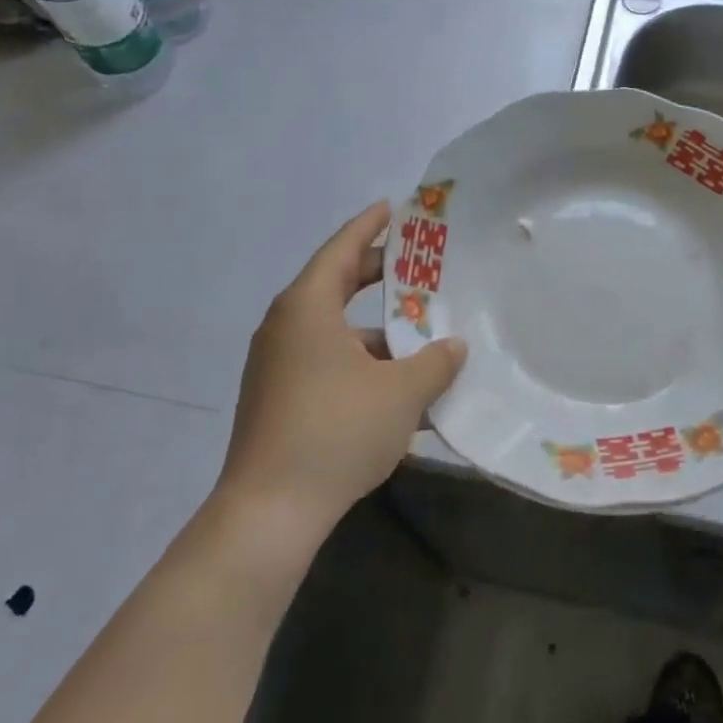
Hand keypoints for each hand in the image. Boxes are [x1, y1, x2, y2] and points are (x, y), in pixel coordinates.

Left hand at [219, 201, 466, 538]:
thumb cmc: (336, 431)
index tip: (391, 208)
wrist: (269, 513)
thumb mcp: (401, 393)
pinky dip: (361, 364)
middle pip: (336, 285)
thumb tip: (453, 347)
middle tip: (416, 266)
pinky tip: (397, 389)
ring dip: (376, 331)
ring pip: (335, 331)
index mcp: (307, 308)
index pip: (341, 250)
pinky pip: (326, 363)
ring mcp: (277, 366)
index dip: (369, 226)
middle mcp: (286, 328)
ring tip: (421, 337)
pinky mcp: (278, 400)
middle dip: (377, 275)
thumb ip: (434, 362)